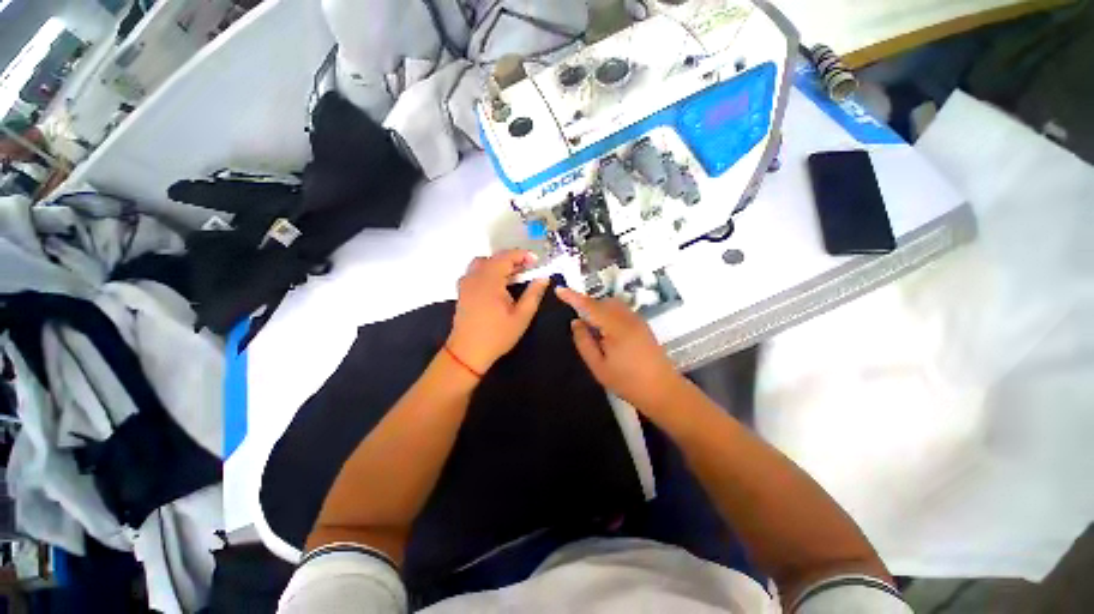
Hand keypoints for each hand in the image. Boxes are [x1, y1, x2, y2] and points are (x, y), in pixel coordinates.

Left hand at [446, 250, 548, 373]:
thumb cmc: (497, 335)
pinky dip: (488, 271)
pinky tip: (497, 285)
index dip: (522, 255)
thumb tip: (544, 278)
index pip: (506, 257)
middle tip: (527, 269)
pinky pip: (475, 272)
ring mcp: (466, 283)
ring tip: (513, 276)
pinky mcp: (462, 291)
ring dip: (499, 264)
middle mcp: (475, 277)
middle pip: (494, 258)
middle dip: (512, 259)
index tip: (536, 261)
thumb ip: (533, 294)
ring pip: (482, 263)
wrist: (467, 353)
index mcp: (489, 280)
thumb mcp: (521, 316)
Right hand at [555, 287, 685, 412]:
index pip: (590, 306)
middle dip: (587, 306)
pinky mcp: (642, 325)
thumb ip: (584, 342)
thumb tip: (575, 322)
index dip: (572, 297)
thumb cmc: (628, 382)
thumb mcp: (598, 366)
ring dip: (598, 310)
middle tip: (578, 324)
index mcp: (616, 326)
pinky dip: (608, 314)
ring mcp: (637, 320)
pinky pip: (620, 311)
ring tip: (592, 330)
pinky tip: (606, 333)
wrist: (663, 391)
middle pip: (602, 302)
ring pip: (612, 305)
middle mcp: (628, 317)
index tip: (559, 289)